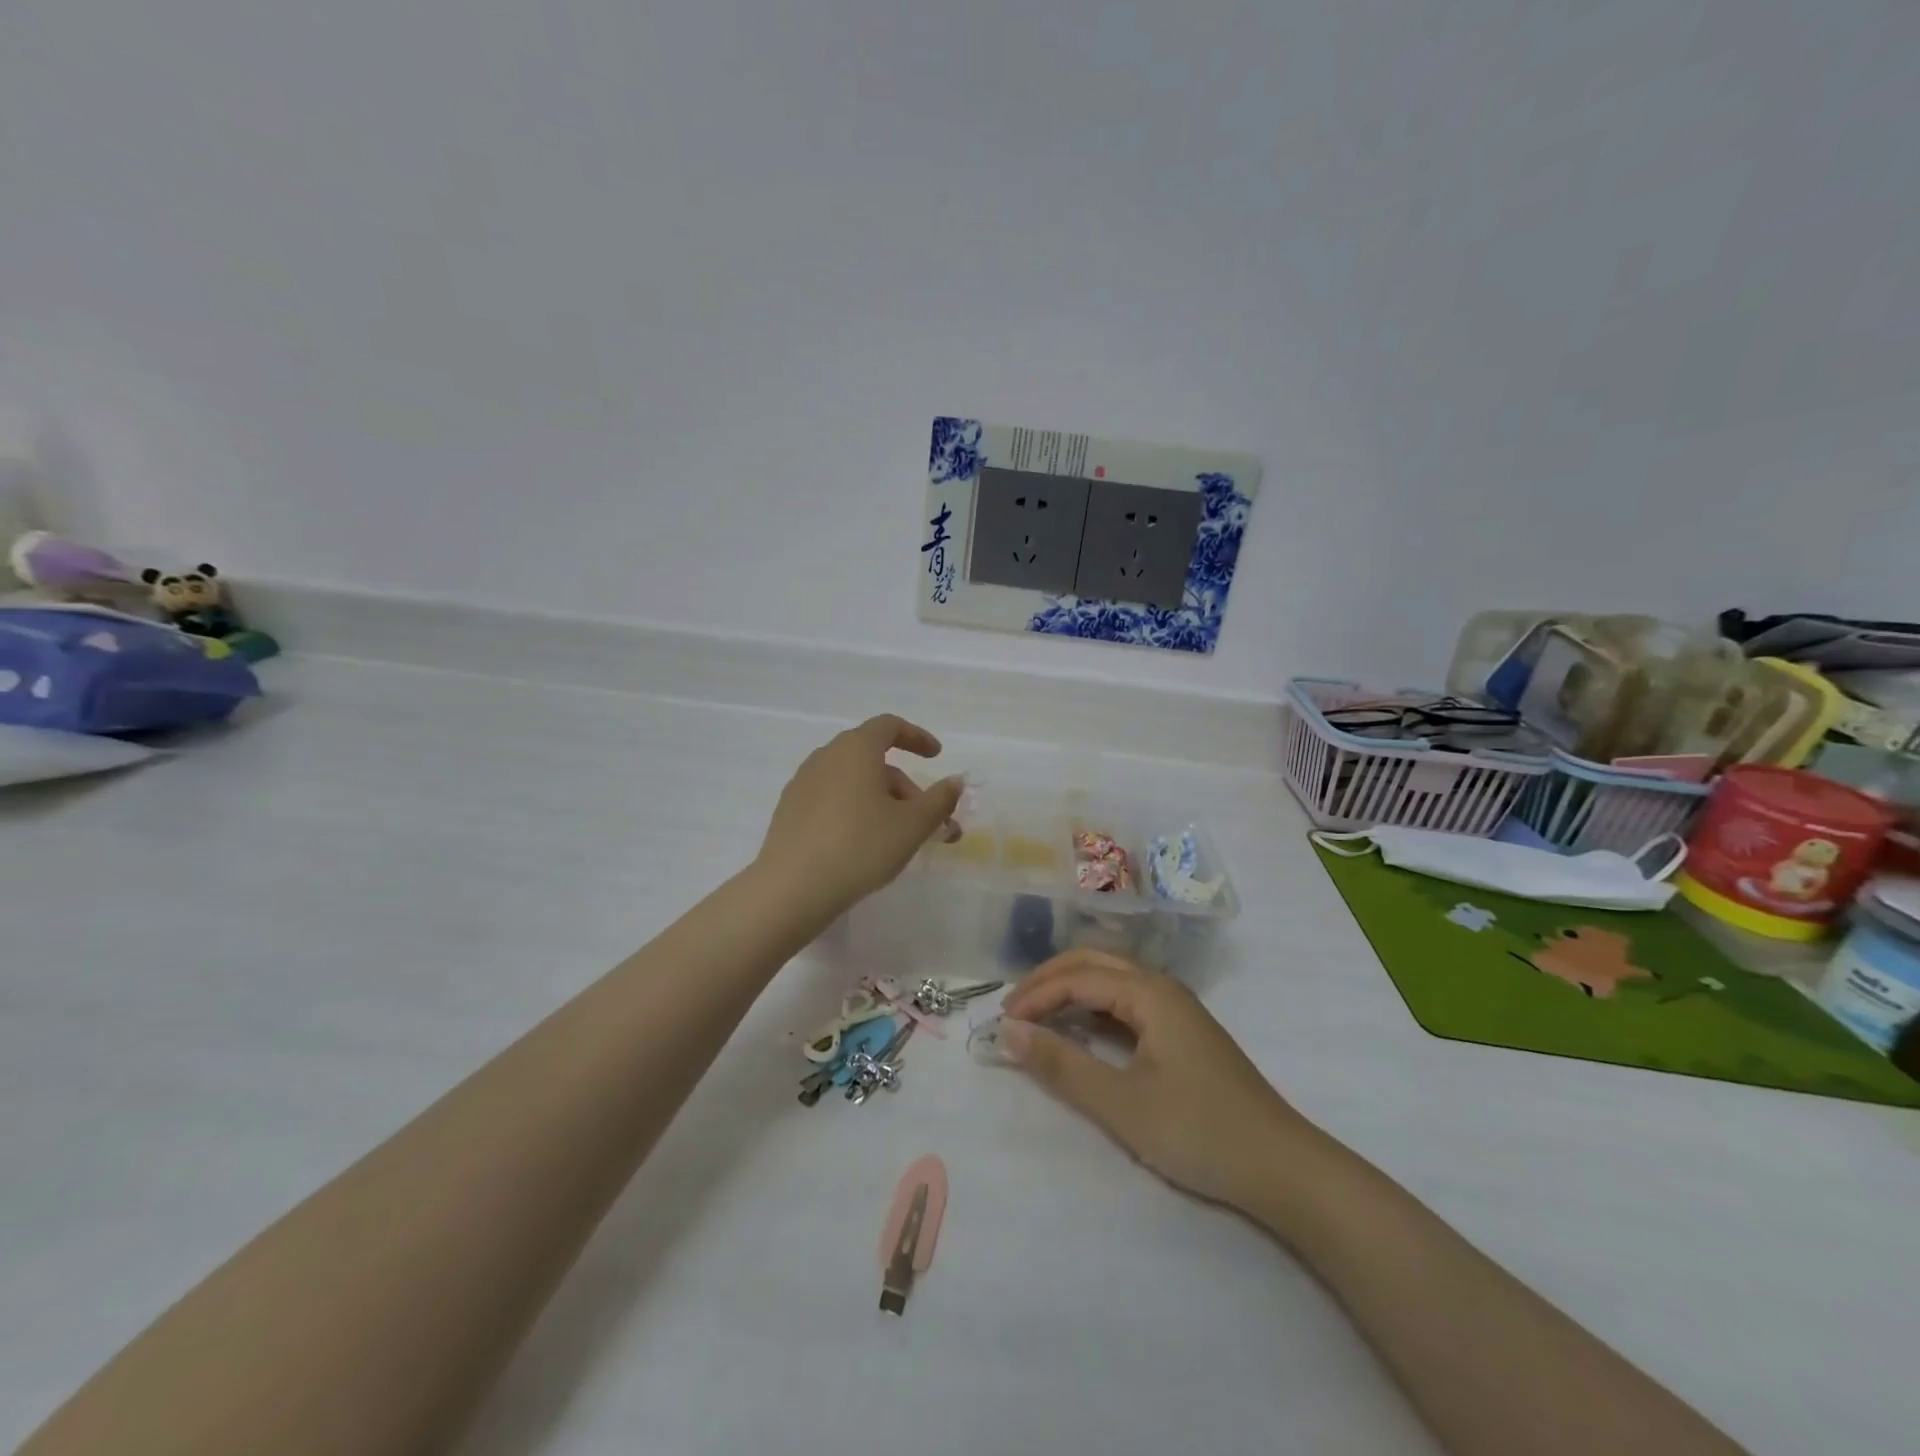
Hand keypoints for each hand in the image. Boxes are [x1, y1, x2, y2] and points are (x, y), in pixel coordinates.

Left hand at [756, 715, 964, 914]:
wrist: (793, 887)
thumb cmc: (862, 845)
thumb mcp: (913, 825)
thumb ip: (939, 800)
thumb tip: (954, 782)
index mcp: (856, 749)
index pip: (889, 726)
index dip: (916, 737)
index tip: (936, 756)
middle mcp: (826, 756)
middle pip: (873, 759)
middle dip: (905, 786)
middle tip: (927, 820)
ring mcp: (803, 783)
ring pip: (852, 782)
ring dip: (882, 801)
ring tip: (899, 838)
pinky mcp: (789, 810)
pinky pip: (831, 799)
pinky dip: (855, 810)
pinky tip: (863, 844)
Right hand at [998, 950, 1317, 1212]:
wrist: (1281, 1167)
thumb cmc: (1198, 1131)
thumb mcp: (1121, 1103)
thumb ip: (1062, 1065)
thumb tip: (1008, 1032)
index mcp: (1149, 992)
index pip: (1077, 977)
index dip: (1035, 995)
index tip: (1002, 1023)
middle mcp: (1162, 987)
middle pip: (1094, 963)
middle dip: (1049, 981)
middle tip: (1013, 1010)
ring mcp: (1177, 1009)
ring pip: (1112, 981)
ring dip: (1071, 991)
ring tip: (1037, 1017)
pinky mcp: (1183, 1033)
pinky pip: (1127, 1003)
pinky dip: (1094, 1009)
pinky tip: (1081, 1031)